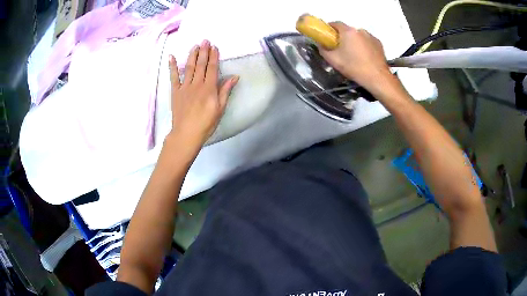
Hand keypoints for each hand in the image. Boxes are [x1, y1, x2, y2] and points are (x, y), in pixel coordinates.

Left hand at [167, 40, 238, 153]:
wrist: (186, 133)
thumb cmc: (206, 123)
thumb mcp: (220, 109)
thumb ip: (225, 91)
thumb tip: (235, 77)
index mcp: (209, 88)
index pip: (212, 68)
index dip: (214, 57)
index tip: (215, 47)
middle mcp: (197, 84)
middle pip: (201, 65)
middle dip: (203, 52)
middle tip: (205, 40)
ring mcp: (184, 87)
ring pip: (189, 67)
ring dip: (192, 55)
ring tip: (195, 46)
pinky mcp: (175, 91)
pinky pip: (173, 77)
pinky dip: (171, 66)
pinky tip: (171, 56)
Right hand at [319, 22, 391, 94]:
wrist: (377, 78)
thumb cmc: (354, 67)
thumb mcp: (333, 60)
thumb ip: (323, 50)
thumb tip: (321, 44)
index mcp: (348, 31)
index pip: (335, 23)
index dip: (330, 29)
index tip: (328, 37)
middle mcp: (360, 30)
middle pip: (347, 31)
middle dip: (343, 37)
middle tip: (341, 50)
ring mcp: (371, 36)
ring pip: (358, 36)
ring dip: (354, 42)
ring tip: (354, 55)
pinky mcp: (379, 43)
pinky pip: (367, 41)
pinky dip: (364, 46)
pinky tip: (364, 57)